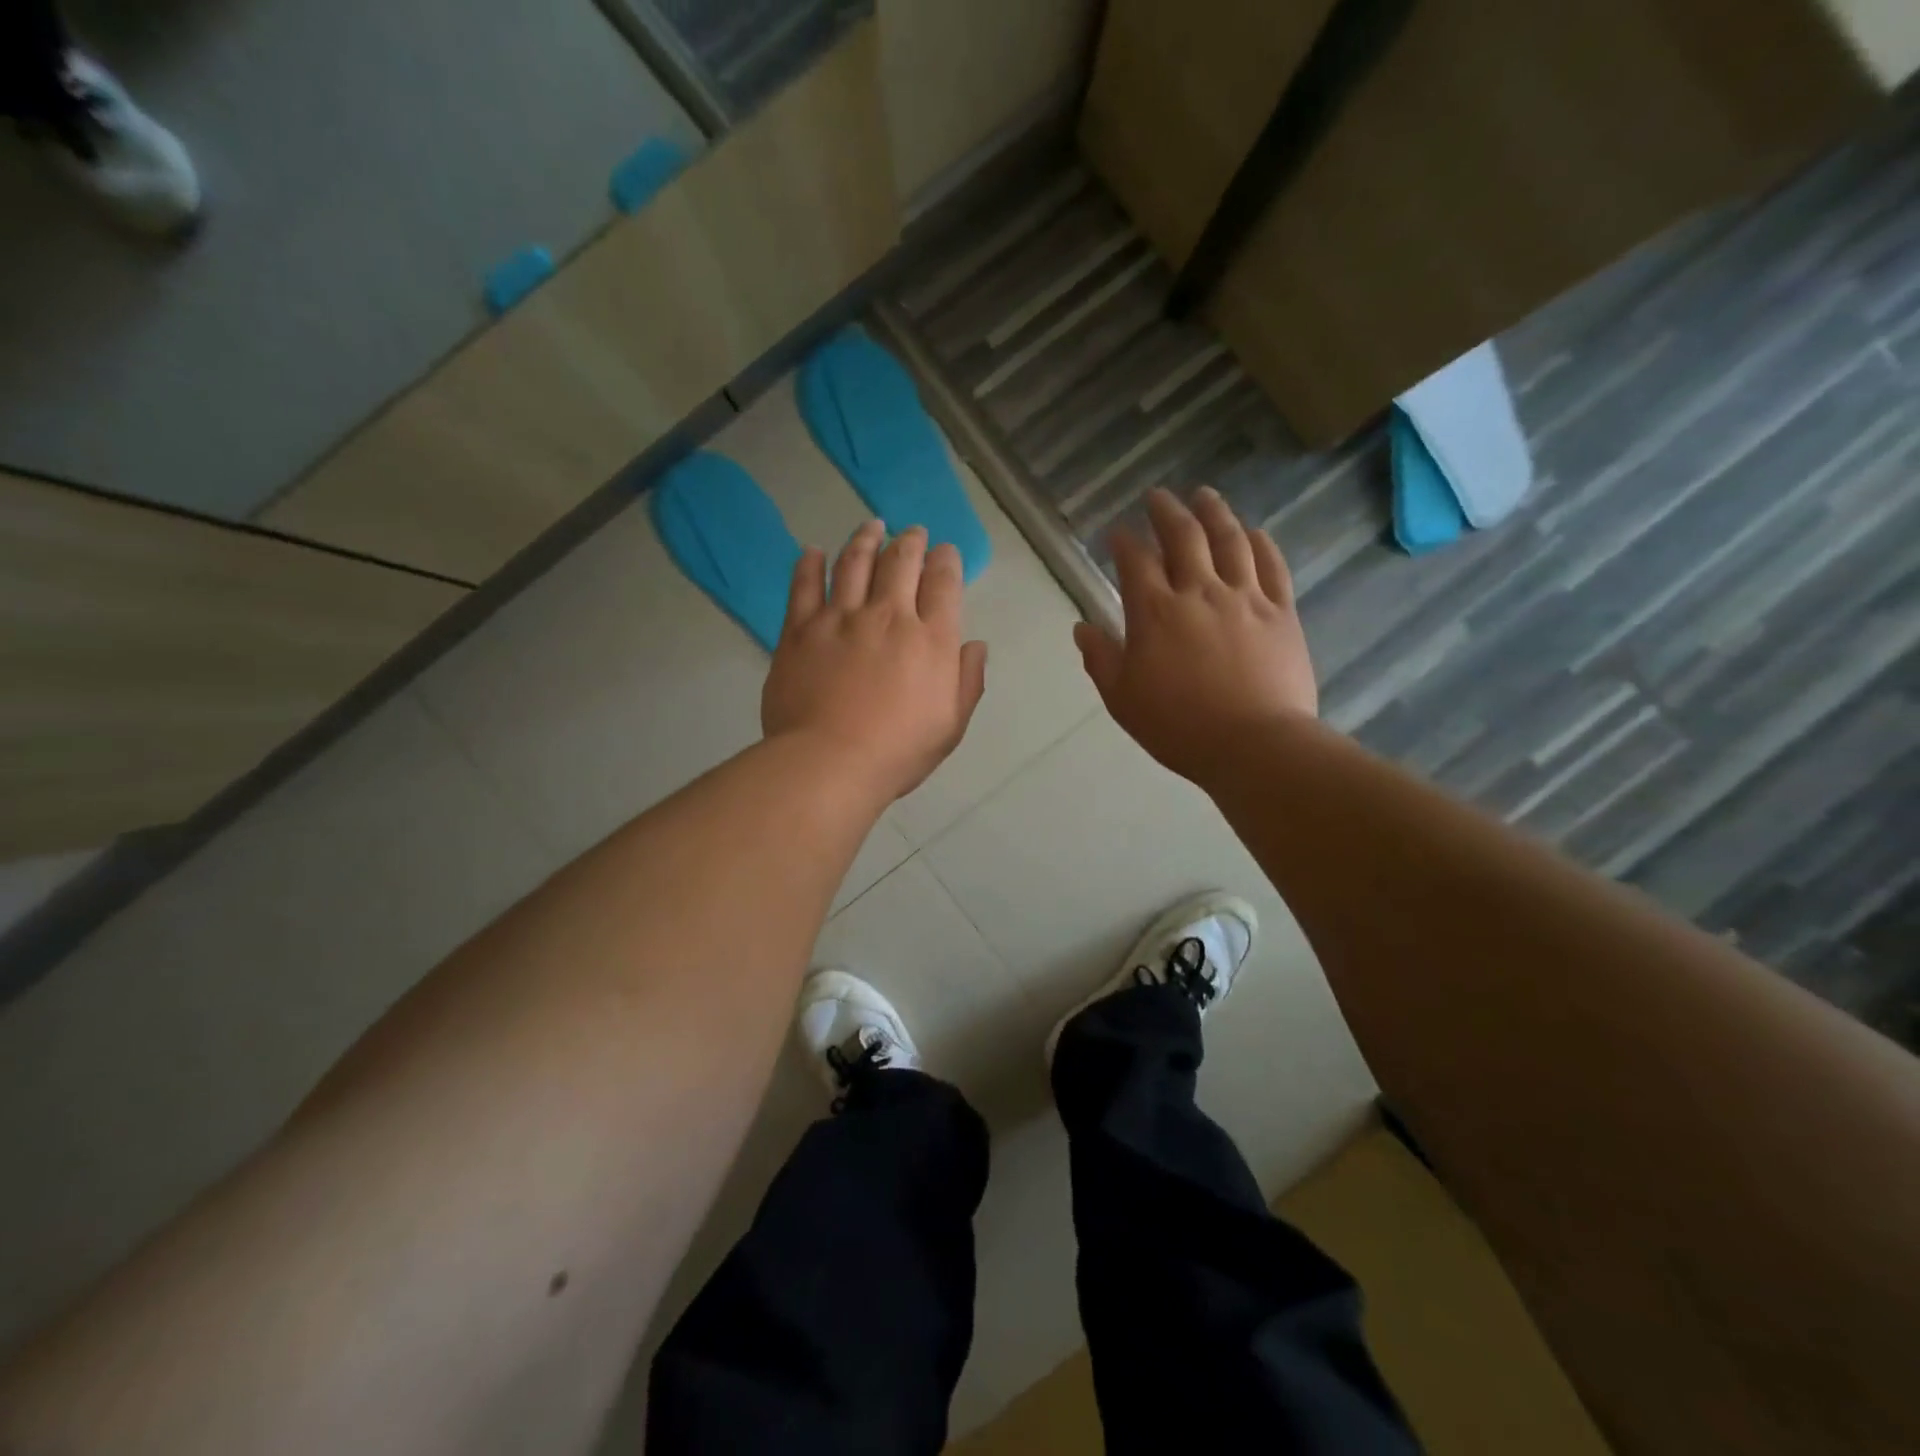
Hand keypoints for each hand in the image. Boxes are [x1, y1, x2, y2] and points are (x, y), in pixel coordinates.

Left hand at [763, 521, 988, 802]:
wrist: (828, 763)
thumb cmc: (897, 752)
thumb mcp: (951, 726)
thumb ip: (967, 681)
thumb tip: (975, 645)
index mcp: (931, 640)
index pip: (943, 583)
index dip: (946, 560)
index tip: (945, 552)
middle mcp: (888, 616)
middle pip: (901, 561)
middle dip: (911, 541)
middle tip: (912, 533)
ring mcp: (840, 618)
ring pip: (854, 562)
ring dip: (866, 539)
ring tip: (872, 526)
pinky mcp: (800, 629)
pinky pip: (804, 586)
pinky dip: (810, 564)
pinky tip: (813, 551)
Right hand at [1075, 487, 1317, 787]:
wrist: (1254, 745)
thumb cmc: (1179, 727)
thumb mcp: (1122, 700)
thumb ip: (1101, 659)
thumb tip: (1082, 628)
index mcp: (1155, 613)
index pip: (1135, 561)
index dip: (1124, 541)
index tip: (1117, 531)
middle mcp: (1199, 592)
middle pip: (1183, 536)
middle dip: (1166, 511)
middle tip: (1158, 496)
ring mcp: (1245, 597)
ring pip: (1230, 540)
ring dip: (1214, 512)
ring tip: (1204, 495)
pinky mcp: (1281, 611)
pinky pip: (1271, 565)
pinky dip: (1260, 543)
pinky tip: (1253, 532)